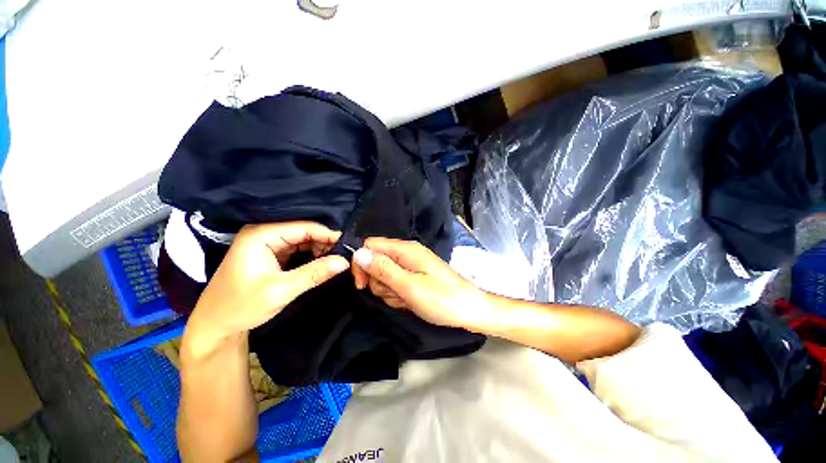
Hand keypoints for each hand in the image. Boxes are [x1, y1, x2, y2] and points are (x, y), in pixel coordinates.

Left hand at [184, 222, 349, 358]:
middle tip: (344, 256)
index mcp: (261, 235)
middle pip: (304, 231)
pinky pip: (297, 248)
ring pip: (302, 240)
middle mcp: (264, 233)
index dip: (328, 235)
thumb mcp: (282, 290)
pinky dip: (311, 255)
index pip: (304, 227)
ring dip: (319, 249)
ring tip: (335, 260)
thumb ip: (315, 273)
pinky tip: (322, 262)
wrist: (215, 325)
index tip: (348, 246)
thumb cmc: (242, 306)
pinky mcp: (270, 253)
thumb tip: (345, 262)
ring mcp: (267, 243)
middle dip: (324, 243)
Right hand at [351, 238, 492, 330]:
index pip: (370, 245)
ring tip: (407, 299)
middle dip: (379, 282)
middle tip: (397, 293)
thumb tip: (358, 253)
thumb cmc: (441, 299)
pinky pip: (395, 284)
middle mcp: (406, 253)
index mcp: (405, 249)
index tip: (362, 285)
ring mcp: (411, 266)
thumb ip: (383, 269)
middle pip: (376, 262)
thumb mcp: (409, 286)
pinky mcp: (414, 276)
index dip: (362, 263)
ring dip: (390, 291)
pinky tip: (410, 301)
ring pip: (384, 276)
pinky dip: (398, 295)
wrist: (469, 310)